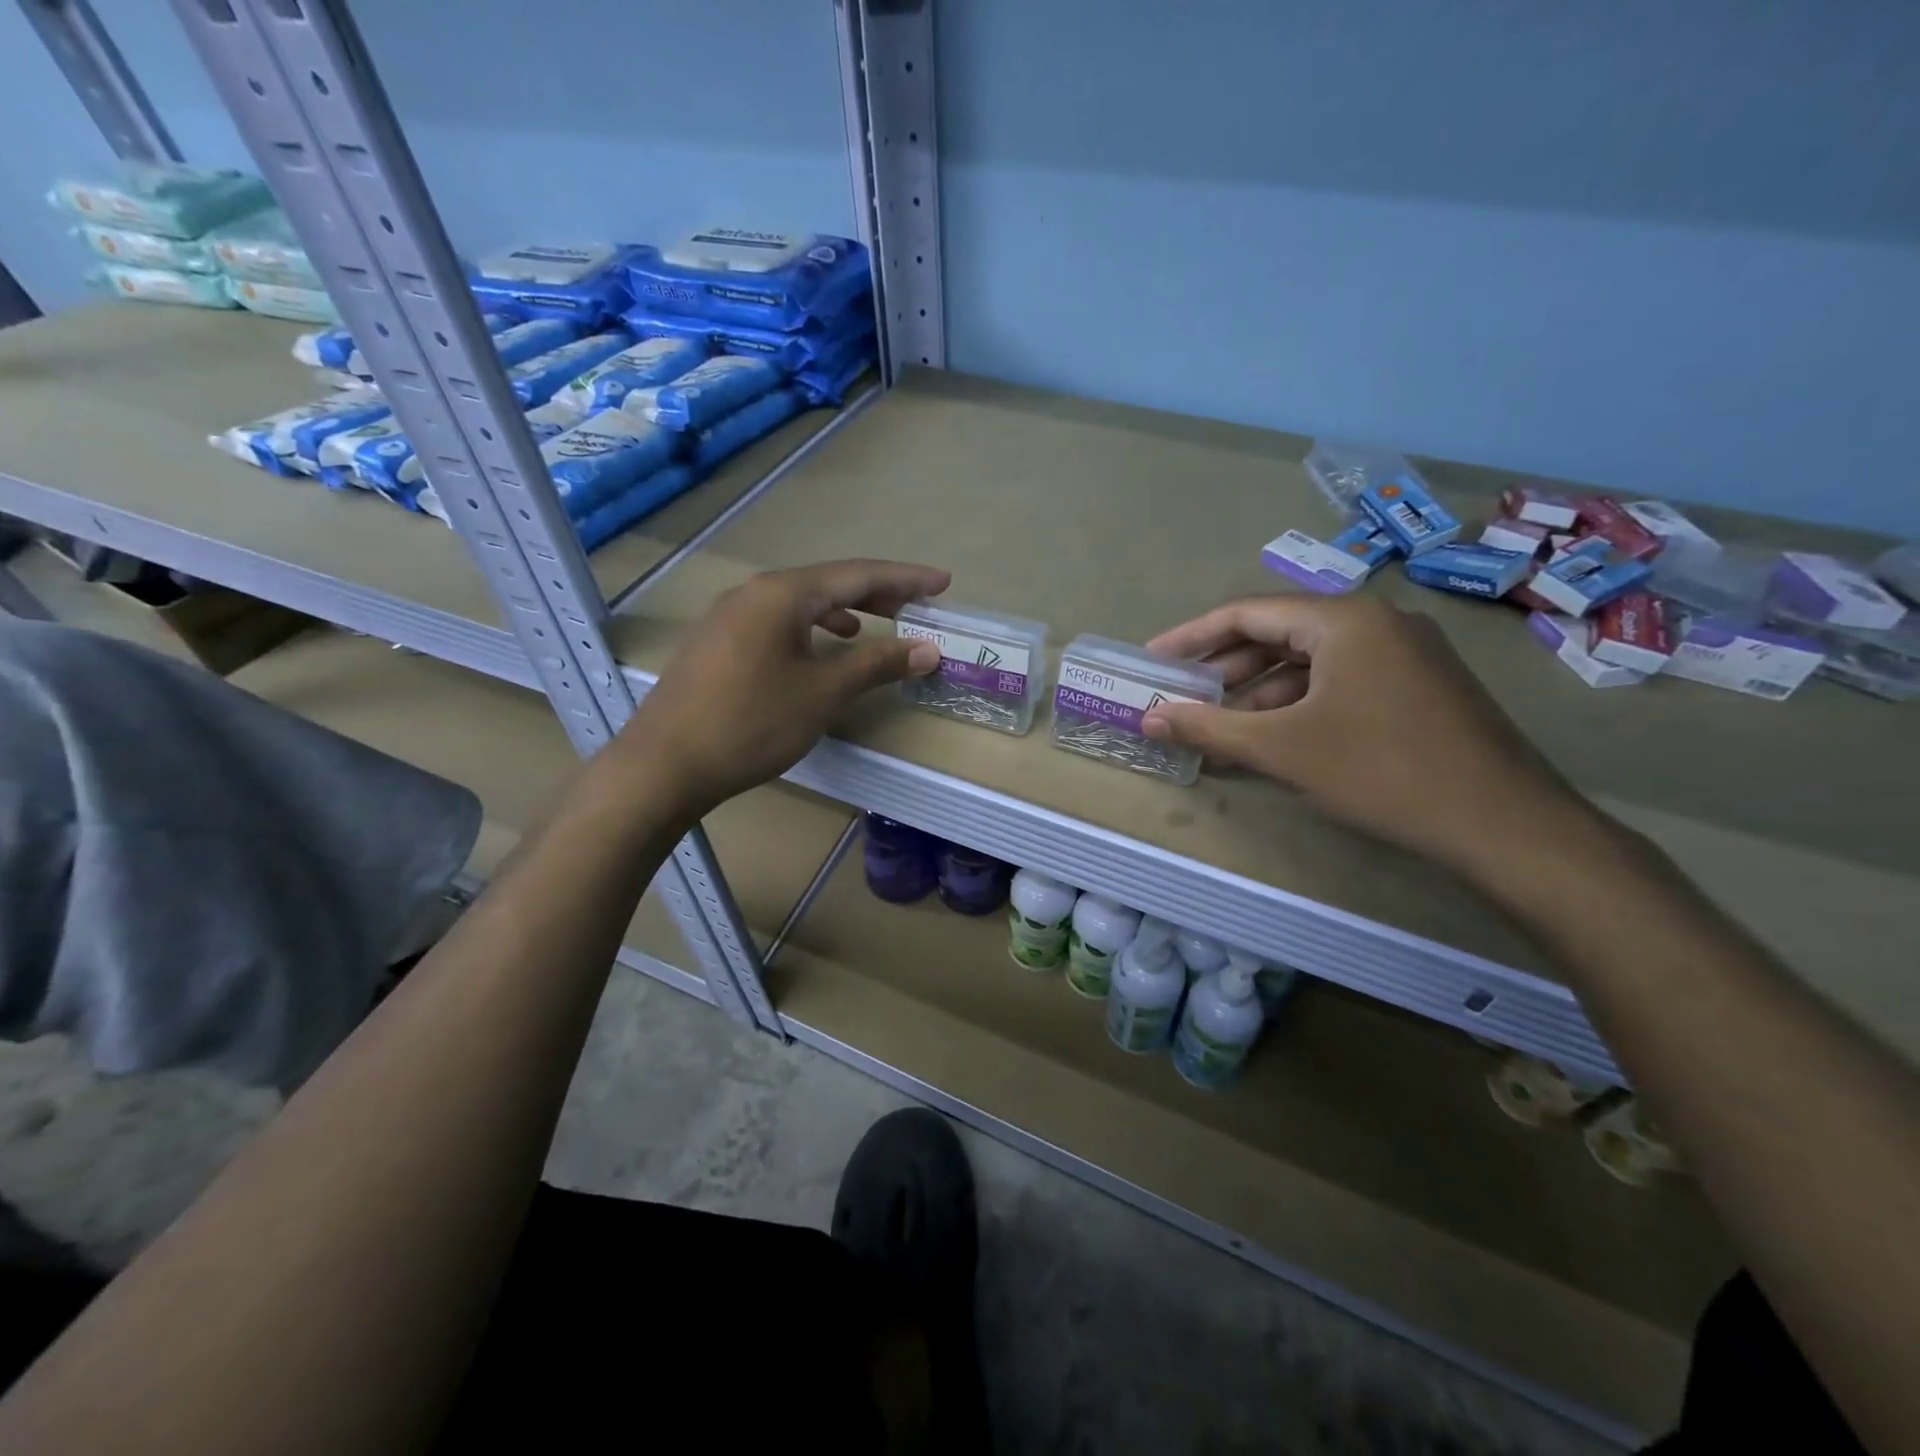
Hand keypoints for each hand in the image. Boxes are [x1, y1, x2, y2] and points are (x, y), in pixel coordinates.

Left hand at [618, 559, 948, 818]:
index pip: (857, 575)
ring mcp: (729, 616)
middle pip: (827, 583)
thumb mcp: (824, 693)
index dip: (905, 579)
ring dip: (841, 611)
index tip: (943, 583)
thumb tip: (927, 648)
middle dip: (875, 593)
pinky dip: (810, 629)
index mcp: (783, 594)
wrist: (664, 765)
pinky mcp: (717, 643)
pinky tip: (817, 651)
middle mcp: (754, 593)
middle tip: (914, 606)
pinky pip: (776, 622)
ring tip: (871, 628)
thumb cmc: (752, 723)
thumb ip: (877, 664)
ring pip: (799, 603)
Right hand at [1140, 595, 1590, 876]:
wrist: (1503, 823)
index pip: (1248, 612)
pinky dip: (1298, 707)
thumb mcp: (1281, 748)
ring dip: (1259, 694)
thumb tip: (1147, 717)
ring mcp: (1404, 654)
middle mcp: (1376, 622)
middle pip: (1279, 635)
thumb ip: (1208, 727)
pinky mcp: (1419, 687)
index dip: (1193, 636)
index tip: (1154, 660)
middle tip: (1183, 699)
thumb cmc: (1380, 770)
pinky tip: (1274, 741)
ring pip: (1311, 663)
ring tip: (1220, 731)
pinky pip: (1340, 683)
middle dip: (1225, 670)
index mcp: (1343, 619)